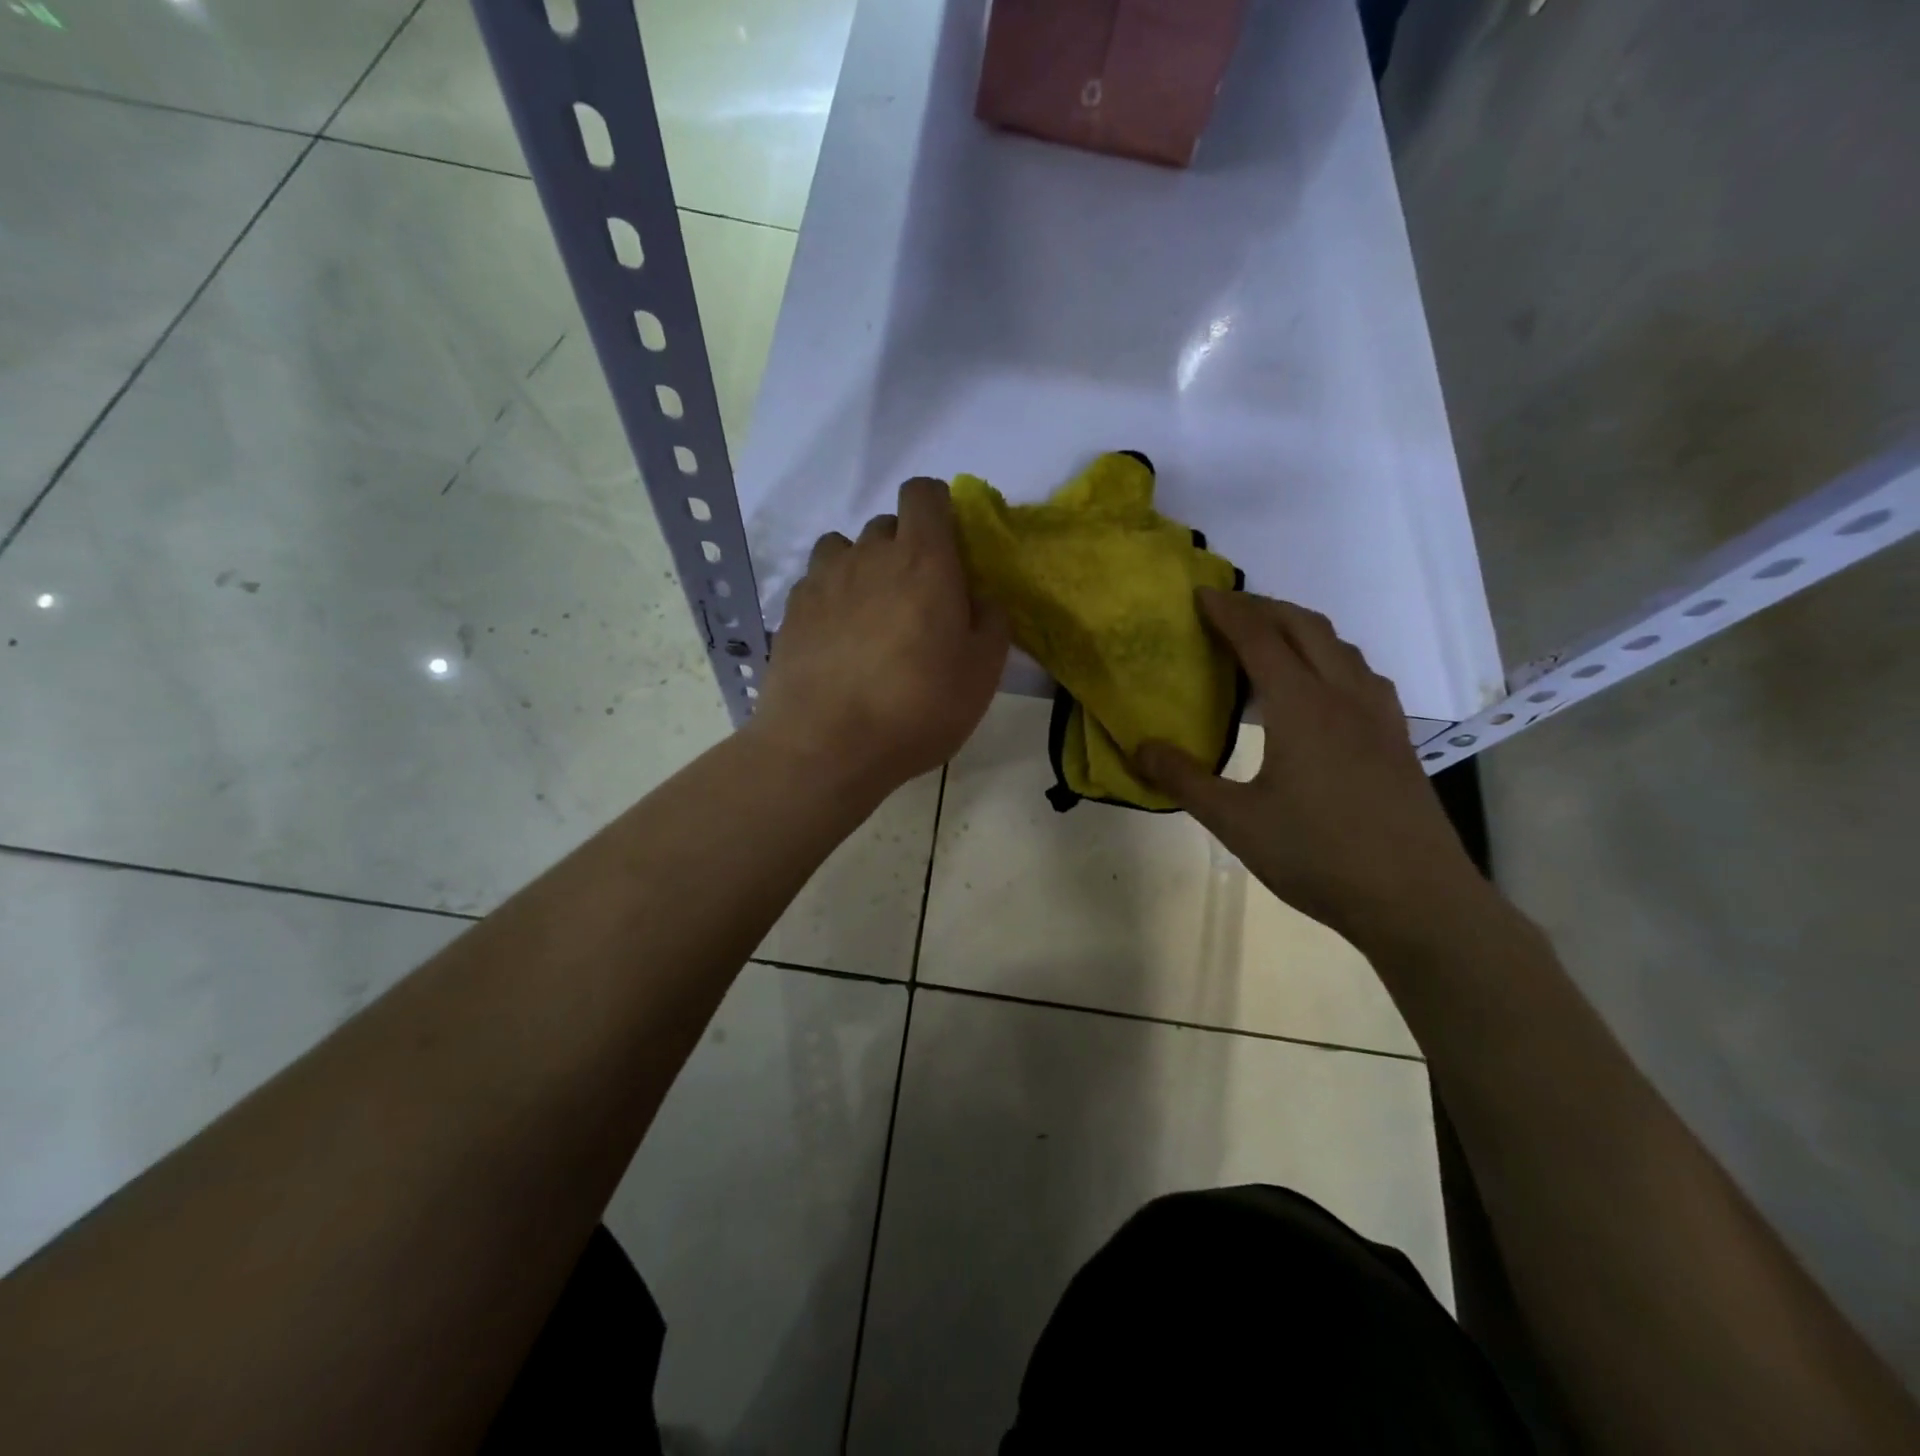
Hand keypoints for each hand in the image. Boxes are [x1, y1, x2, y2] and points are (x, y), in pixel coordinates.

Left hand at [750, 478, 1008, 798]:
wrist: (826, 745)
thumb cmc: (917, 706)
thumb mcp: (982, 672)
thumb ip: (991, 622)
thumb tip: (978, 598)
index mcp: (922, 559)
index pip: (924, 493)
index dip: (938, 508)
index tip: (948, 546)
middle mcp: (868, 555)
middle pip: (887, 524)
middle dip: (905, 547)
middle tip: (917, 598)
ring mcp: (822, 580)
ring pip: (844, 548)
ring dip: (862, 567)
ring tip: (871, 614)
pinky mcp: (791, 610)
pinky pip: (816, 583)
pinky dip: (831, 597)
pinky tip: (837, 639)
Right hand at [1136, 590, 1491, 951]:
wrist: (1415, 900)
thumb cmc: (1317, 855)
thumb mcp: (1235, 821)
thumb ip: (1184, 780)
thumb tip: (1139, 747)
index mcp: (1302, 707)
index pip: (1260, 639)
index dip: (1228, 612)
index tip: (1201, 593)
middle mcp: (1345, 697)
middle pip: (1306, 628)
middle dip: (1265, 607)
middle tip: (1229, 608)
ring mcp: (1379, 717)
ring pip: (1341, 648)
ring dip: (1302, 630)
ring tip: (1271, 640)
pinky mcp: (1397, 740)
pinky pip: (1361, 675)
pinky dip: (1331, 659)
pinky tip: (1322, 689)